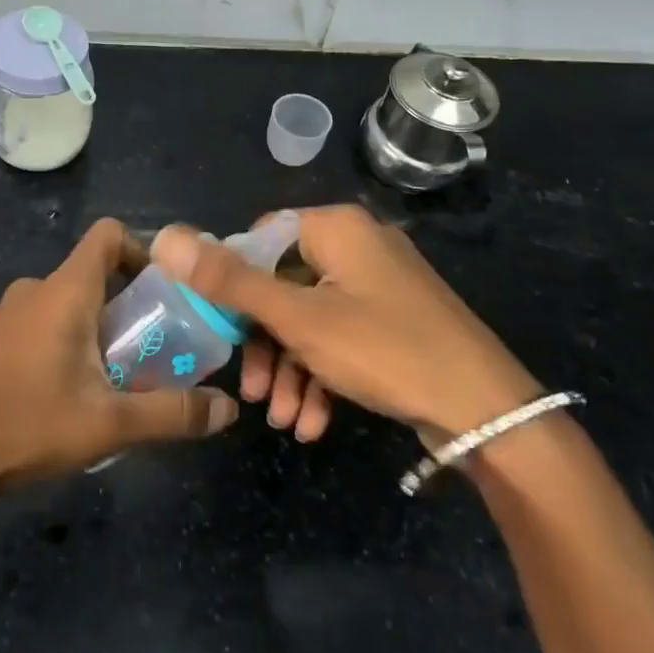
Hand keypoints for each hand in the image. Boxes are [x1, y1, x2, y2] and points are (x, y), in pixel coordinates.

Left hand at [0, 219, 238, 490]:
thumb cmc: (29, 423)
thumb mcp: (109, 424)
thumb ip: (172, 413)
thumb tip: (227, 410)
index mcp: (66, 290)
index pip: (108, 234)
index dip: (142, 249)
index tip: (165, 289)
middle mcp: (36, 288)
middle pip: (94, 273)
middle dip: (128, 304)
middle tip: (154, 347)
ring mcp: (9, 311)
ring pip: (68, 301)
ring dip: (97, 326)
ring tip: (116, 376)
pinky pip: (42, 321)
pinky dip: (65, 339)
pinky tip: (70, 389)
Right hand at [150, 204, 538, 441]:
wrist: (488, 412)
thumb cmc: (386, 350)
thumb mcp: (298, 319)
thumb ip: (229, 281)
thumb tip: (164, 237)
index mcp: (335, 229)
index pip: (260, 239)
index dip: (233, 283)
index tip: (220, 330)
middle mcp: (356, 246)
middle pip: (283, 285)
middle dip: (264, 345)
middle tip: (252, 393)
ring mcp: (378, 285)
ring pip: (310, 319)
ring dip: (290, 370)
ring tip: (284, 421)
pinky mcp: (393, 320)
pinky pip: (341, 337)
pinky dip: (322, 375)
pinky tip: (313, 423)